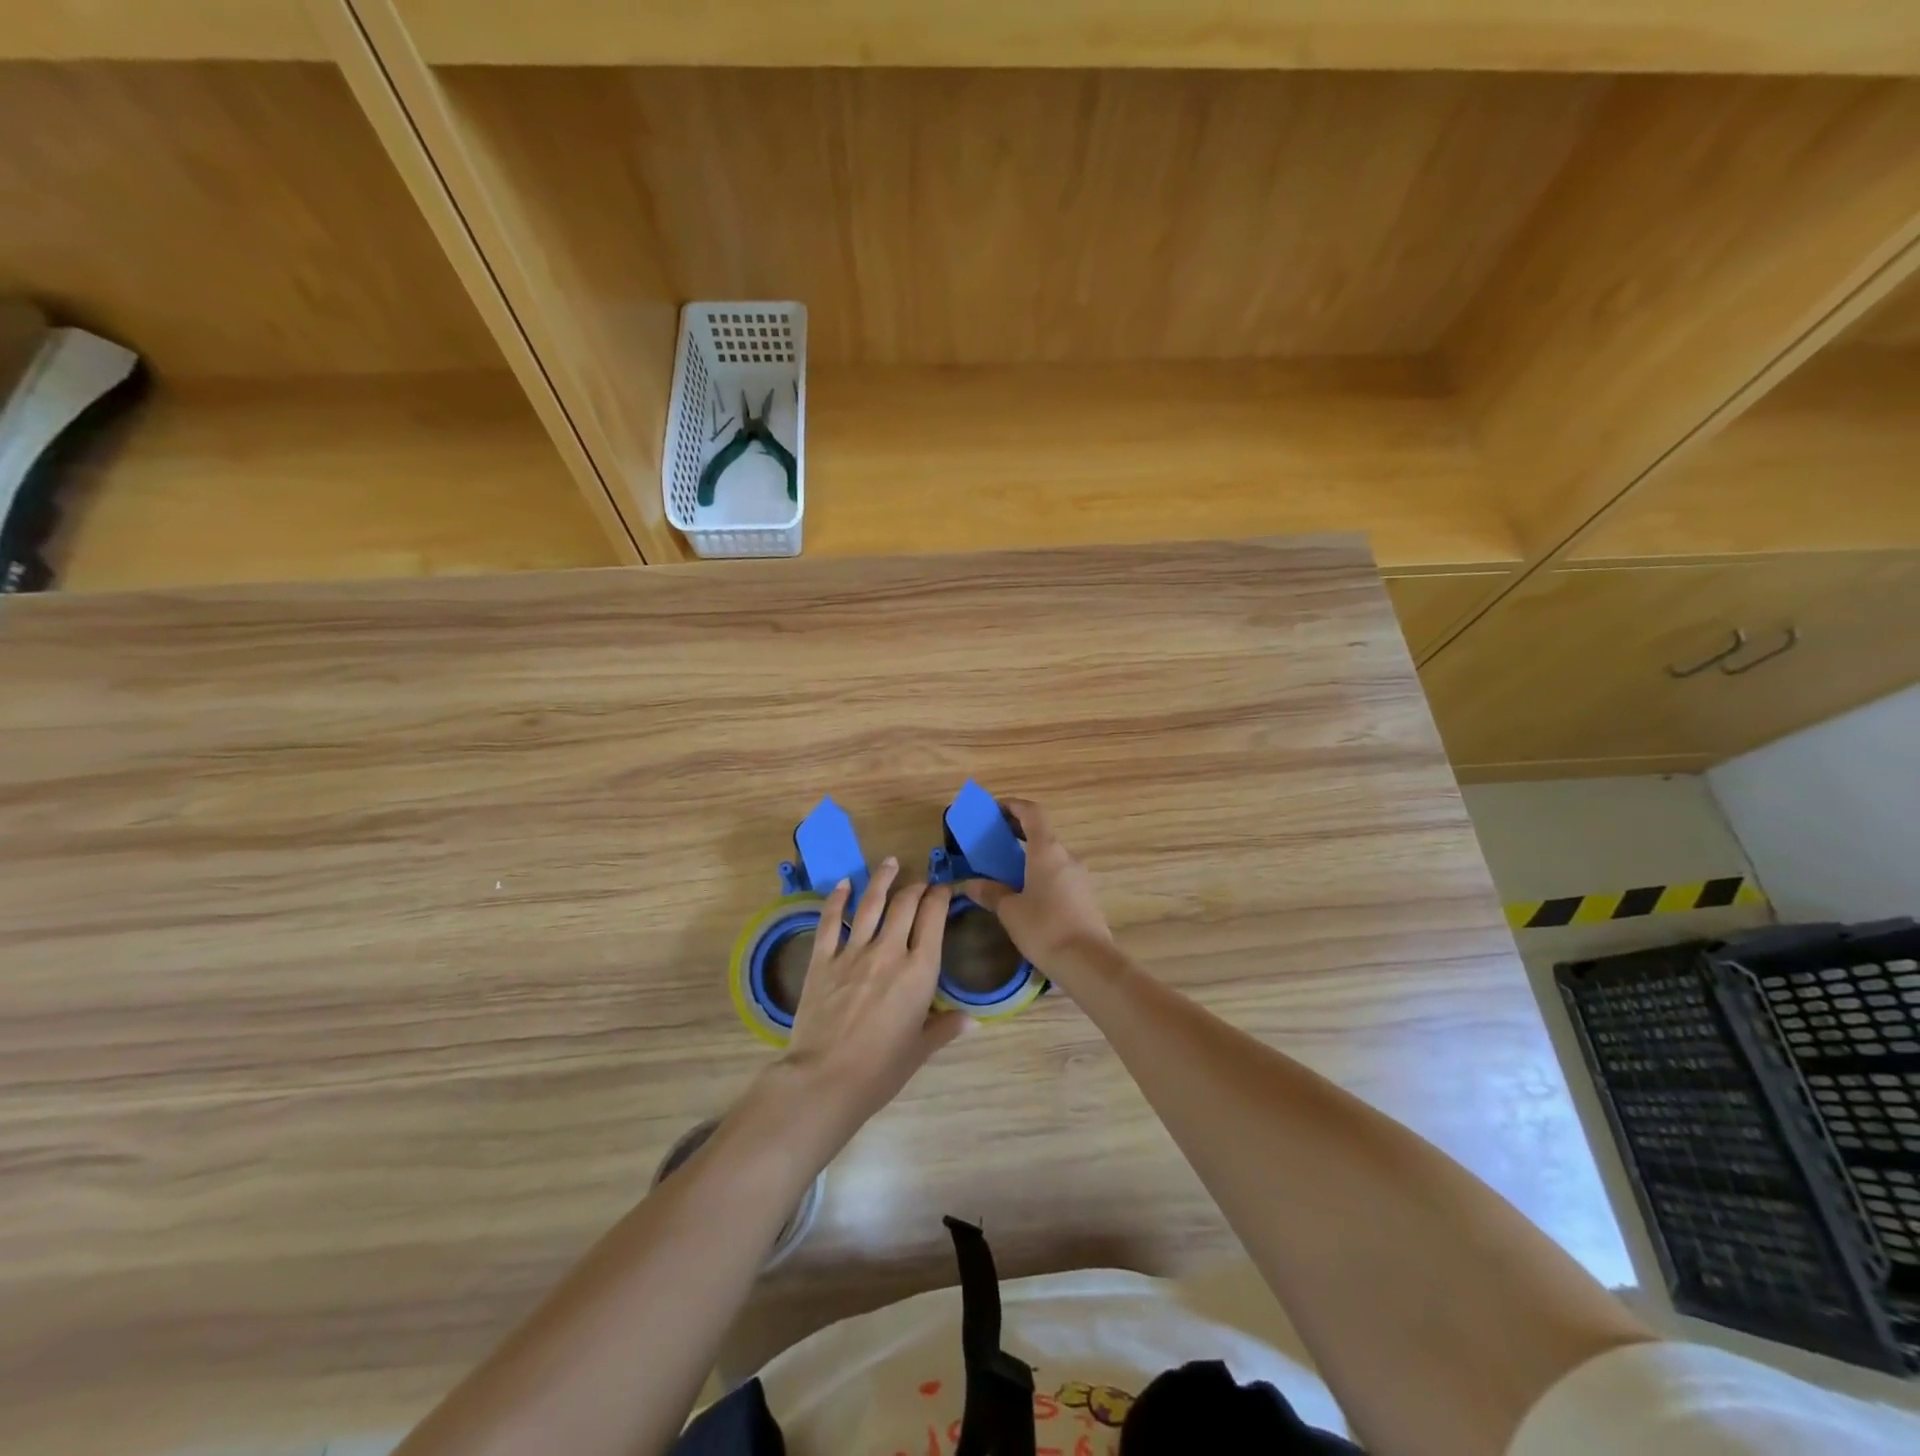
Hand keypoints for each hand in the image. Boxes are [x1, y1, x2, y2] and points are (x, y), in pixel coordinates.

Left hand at [775, 858, 966, 1137]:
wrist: (825, 1079)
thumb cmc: (881, 1069)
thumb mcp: (920, 1049)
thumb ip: (946, 1028)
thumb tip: (973, 1021)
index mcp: (919, 971)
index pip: (933, 919)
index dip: (940, 897)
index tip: (943, 890)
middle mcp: (888, 951)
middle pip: (905, 905)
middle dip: (916, 887)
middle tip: (920, 882)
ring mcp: (852, 952)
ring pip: (870, 903)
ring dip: (882, 879)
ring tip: (890, 862)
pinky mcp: (822, 959)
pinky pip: (830, 921)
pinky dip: (837, 899)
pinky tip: (843, 884)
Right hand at [959, 799, 1112, 977]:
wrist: (1088, 962)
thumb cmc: (1044, 928)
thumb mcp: (1009, 911)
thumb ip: (990, 892)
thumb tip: (971, 884)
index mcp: (1047, 850)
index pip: (1032, 812)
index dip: (1012, 805)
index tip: (993, 810)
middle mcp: (1067, 856)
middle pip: (1042, 832)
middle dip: (1017, 831)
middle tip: (993, 840)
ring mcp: (1080, 876)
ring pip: (1051, 855)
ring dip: (1030, 855)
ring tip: (1006, 870)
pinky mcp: (1085, 895)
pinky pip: (1059, 874)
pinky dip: (1040, 872)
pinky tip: (1027, 893)